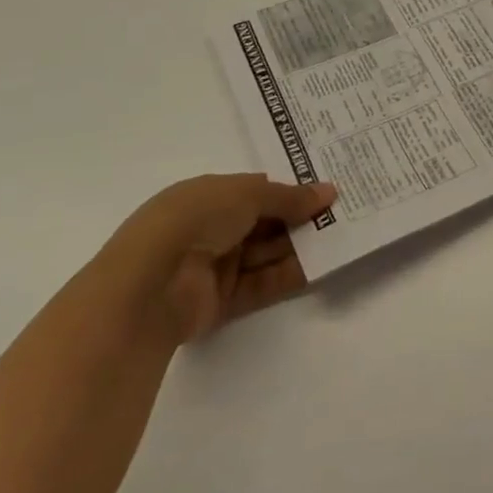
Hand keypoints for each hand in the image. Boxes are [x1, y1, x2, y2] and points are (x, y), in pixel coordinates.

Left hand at [103, 173, 337, 343]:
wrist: (150, 284)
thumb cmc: (194, 220)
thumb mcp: (247, 194)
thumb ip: (289, 196)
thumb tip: (328, 191)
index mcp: (207, 197)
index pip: (255, 191)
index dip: (290, 191)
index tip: (325, 192)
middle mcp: (211, 229)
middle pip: (264, 223)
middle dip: (300, 219)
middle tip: (342, 214)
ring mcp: (215, 266)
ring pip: (266, 254)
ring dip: (300, 246)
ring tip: (340, 238)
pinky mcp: (222, 301)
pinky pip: (262, 284)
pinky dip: (289, 275)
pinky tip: (320, 266)